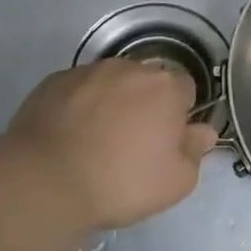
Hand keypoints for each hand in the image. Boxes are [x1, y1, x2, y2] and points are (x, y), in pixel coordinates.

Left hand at [6, 59, 217, 229]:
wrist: (47, 181)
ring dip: (111, 102)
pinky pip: (77, 90)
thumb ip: (195, 151)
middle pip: (146, 81)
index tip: (167, 139)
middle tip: (133, 141)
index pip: (186, 88)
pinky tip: (69, 135)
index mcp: (166, 87)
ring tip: (96, 139)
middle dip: (145, 103)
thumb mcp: (176, 182)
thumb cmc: (122, 182)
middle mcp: (129, 68)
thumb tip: (204, 131)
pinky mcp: (53, 82)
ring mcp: (87, 71)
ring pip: (110, 82)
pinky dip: (78, 105)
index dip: (180, 112)